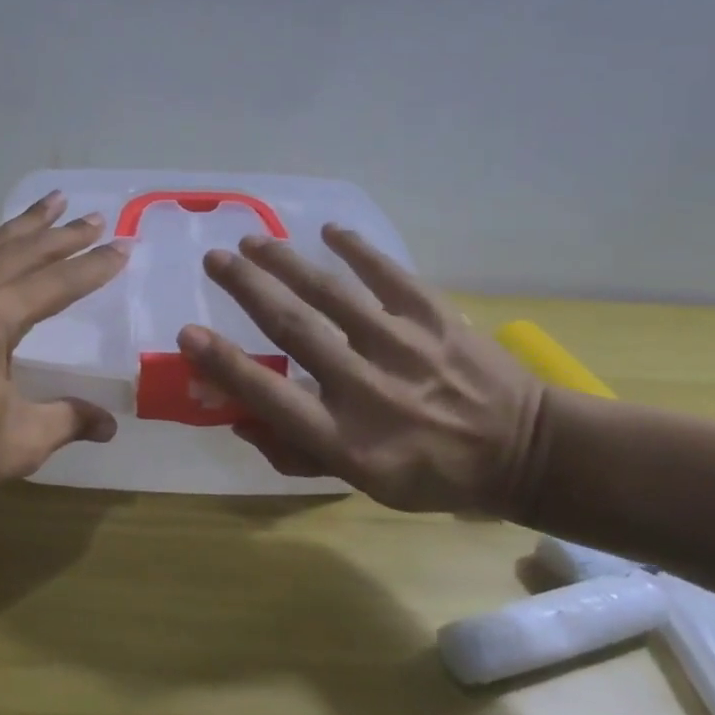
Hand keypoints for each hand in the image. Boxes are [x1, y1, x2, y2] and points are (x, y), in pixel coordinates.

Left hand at [0, 192, 130, 516]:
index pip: (54, 283)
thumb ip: (68, 420)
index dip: (92, 267)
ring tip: (53, 202)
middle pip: (22, 253)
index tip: (123, 247)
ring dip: (24, 226)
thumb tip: (109, 425)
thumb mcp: (19, 442)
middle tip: (97, 217)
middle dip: (63, 235)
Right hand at [176, 226, 545, 517]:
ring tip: (252, 240)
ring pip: (334, 295)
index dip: (226, 367)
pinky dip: (358, 250)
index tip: (188, 333)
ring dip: (287, 263)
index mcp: (348, 440)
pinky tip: (327, 231)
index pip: (273, 400)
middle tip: (214, 260)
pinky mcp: (436, 318)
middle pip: (296, 331)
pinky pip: (389, 275)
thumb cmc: (431, 473)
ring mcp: (405, 348)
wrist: (526, 452)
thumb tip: (237, 418)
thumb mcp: (361, 483)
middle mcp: (370, 390)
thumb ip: (296, 452)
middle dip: (248, 290)